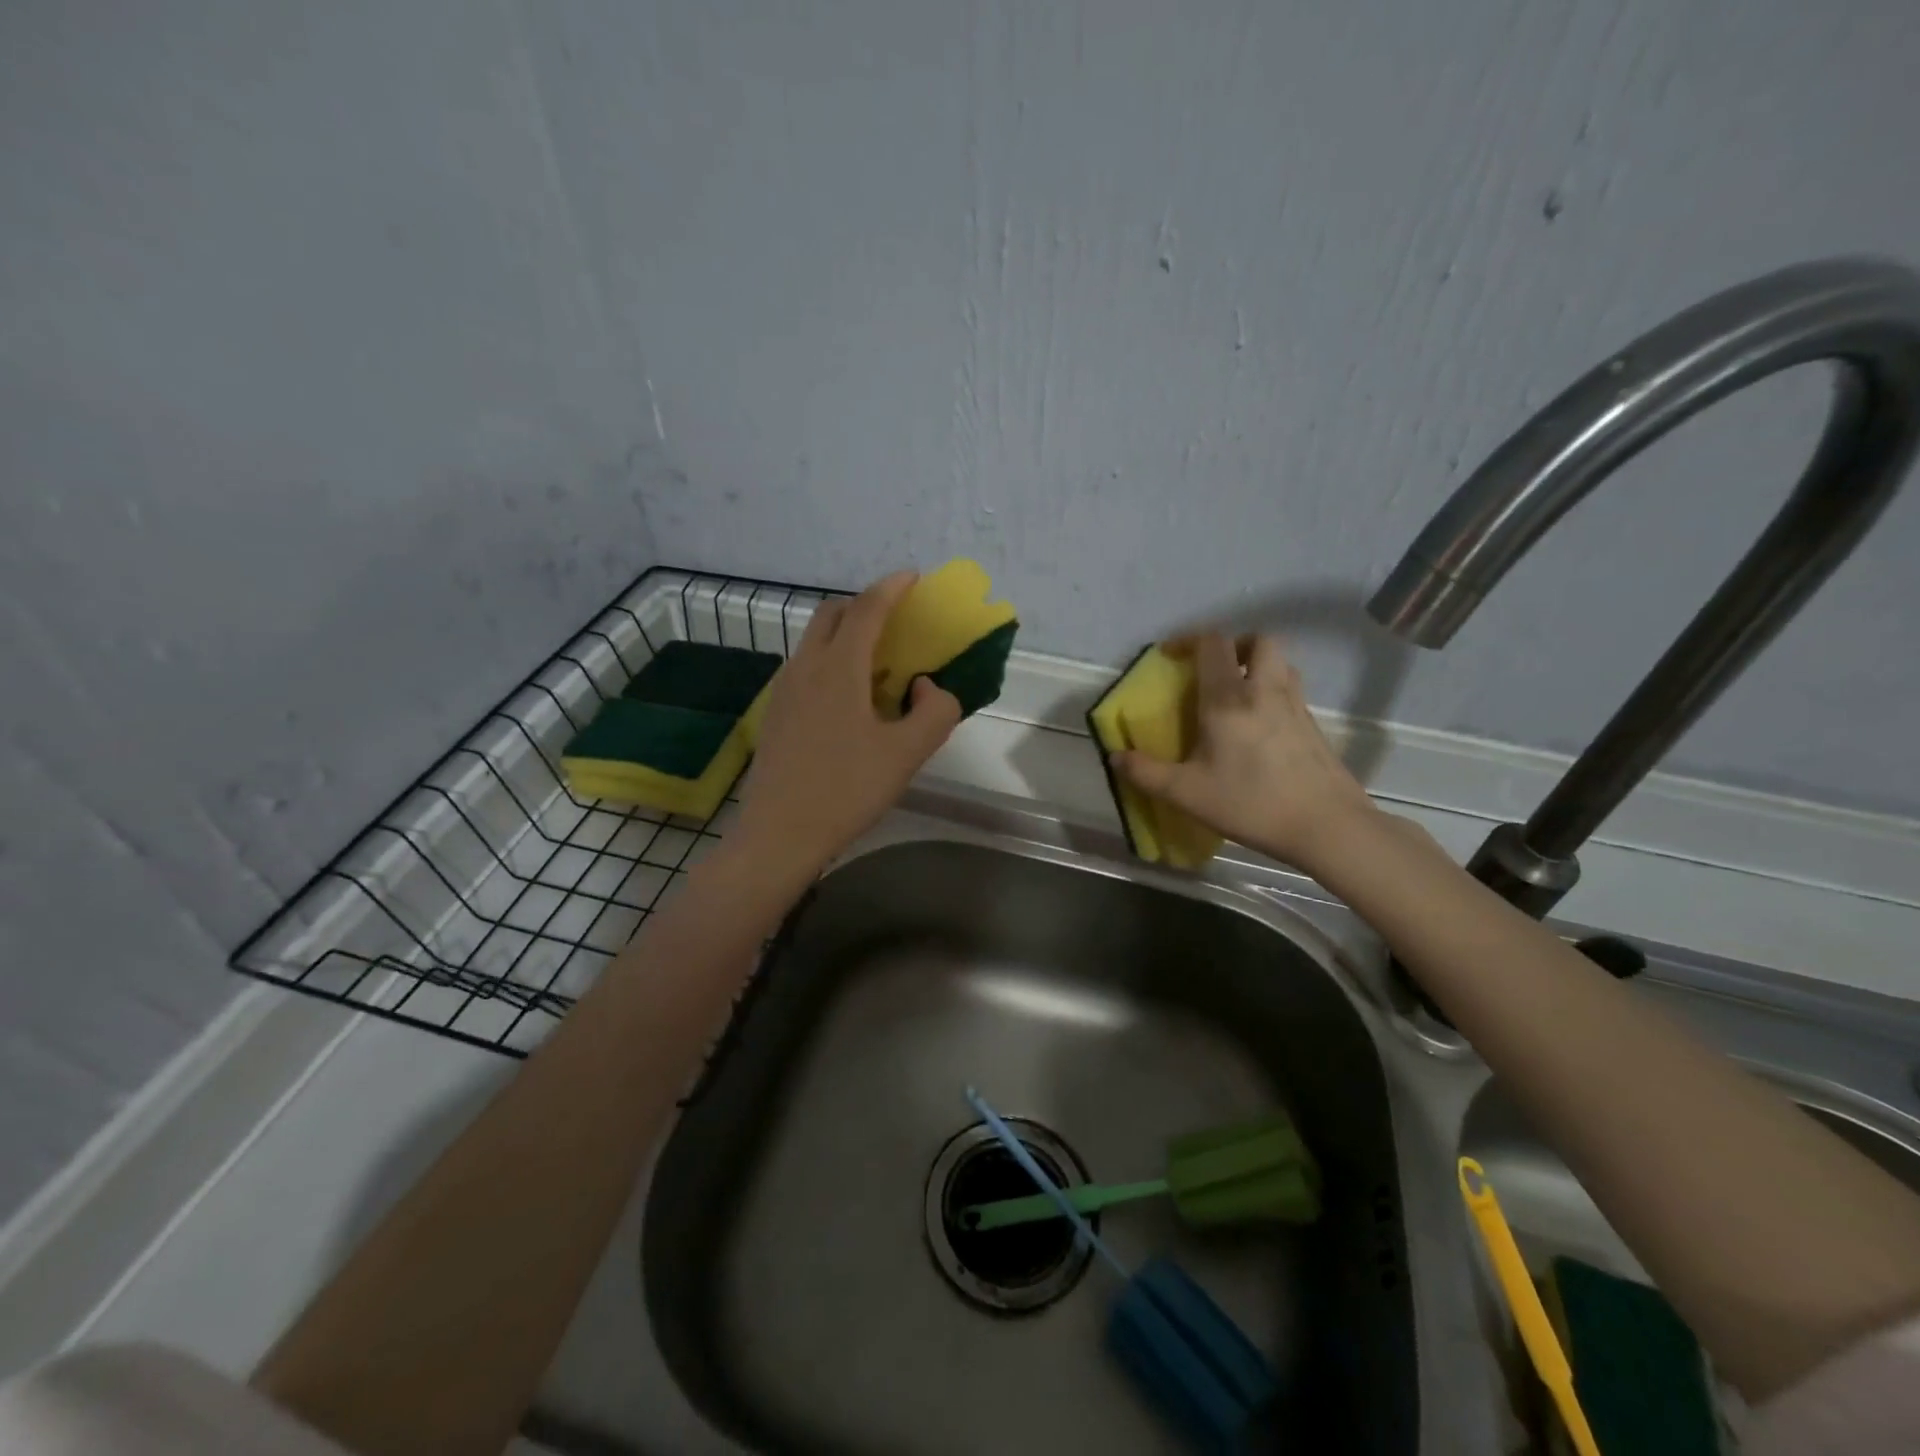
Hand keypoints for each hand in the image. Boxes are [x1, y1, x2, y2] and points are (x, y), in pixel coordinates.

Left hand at [735, 571, 961, 873]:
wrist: (779, 833)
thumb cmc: (847, 790)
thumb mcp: (907, 754)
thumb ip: (934, 711)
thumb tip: (925, 687)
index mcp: (839, 668)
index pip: (867, 610)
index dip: (892, 588)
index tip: (912, 578)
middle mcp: (806, 667)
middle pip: (832, 614)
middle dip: (865, 604)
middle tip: (895, 618)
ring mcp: (785, 690)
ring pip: (815, 640)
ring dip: (846, 633)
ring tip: (877, 660)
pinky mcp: (776, 713)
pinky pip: (806, 667)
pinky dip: (831, 660)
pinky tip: (850, 697)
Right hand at [1111, 633, 1378, 872]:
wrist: (1326, 825)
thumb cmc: (1251, 804)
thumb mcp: (1186, 794)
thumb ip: (1146, 773)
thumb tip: (1116, 756)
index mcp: (1228, 699)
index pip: (1212, 643)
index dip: (1188, 639)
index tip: (1170, 656)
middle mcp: (1264, 690)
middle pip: (1258, 640)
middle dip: (1233, 646)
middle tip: (1214, 671)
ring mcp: (1295, 705)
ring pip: (1280, 663)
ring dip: (1257, 665)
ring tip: (1238, 694)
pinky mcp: (1314, 725)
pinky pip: (1291, 690)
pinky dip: (1273, 692)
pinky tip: (1260, 727)